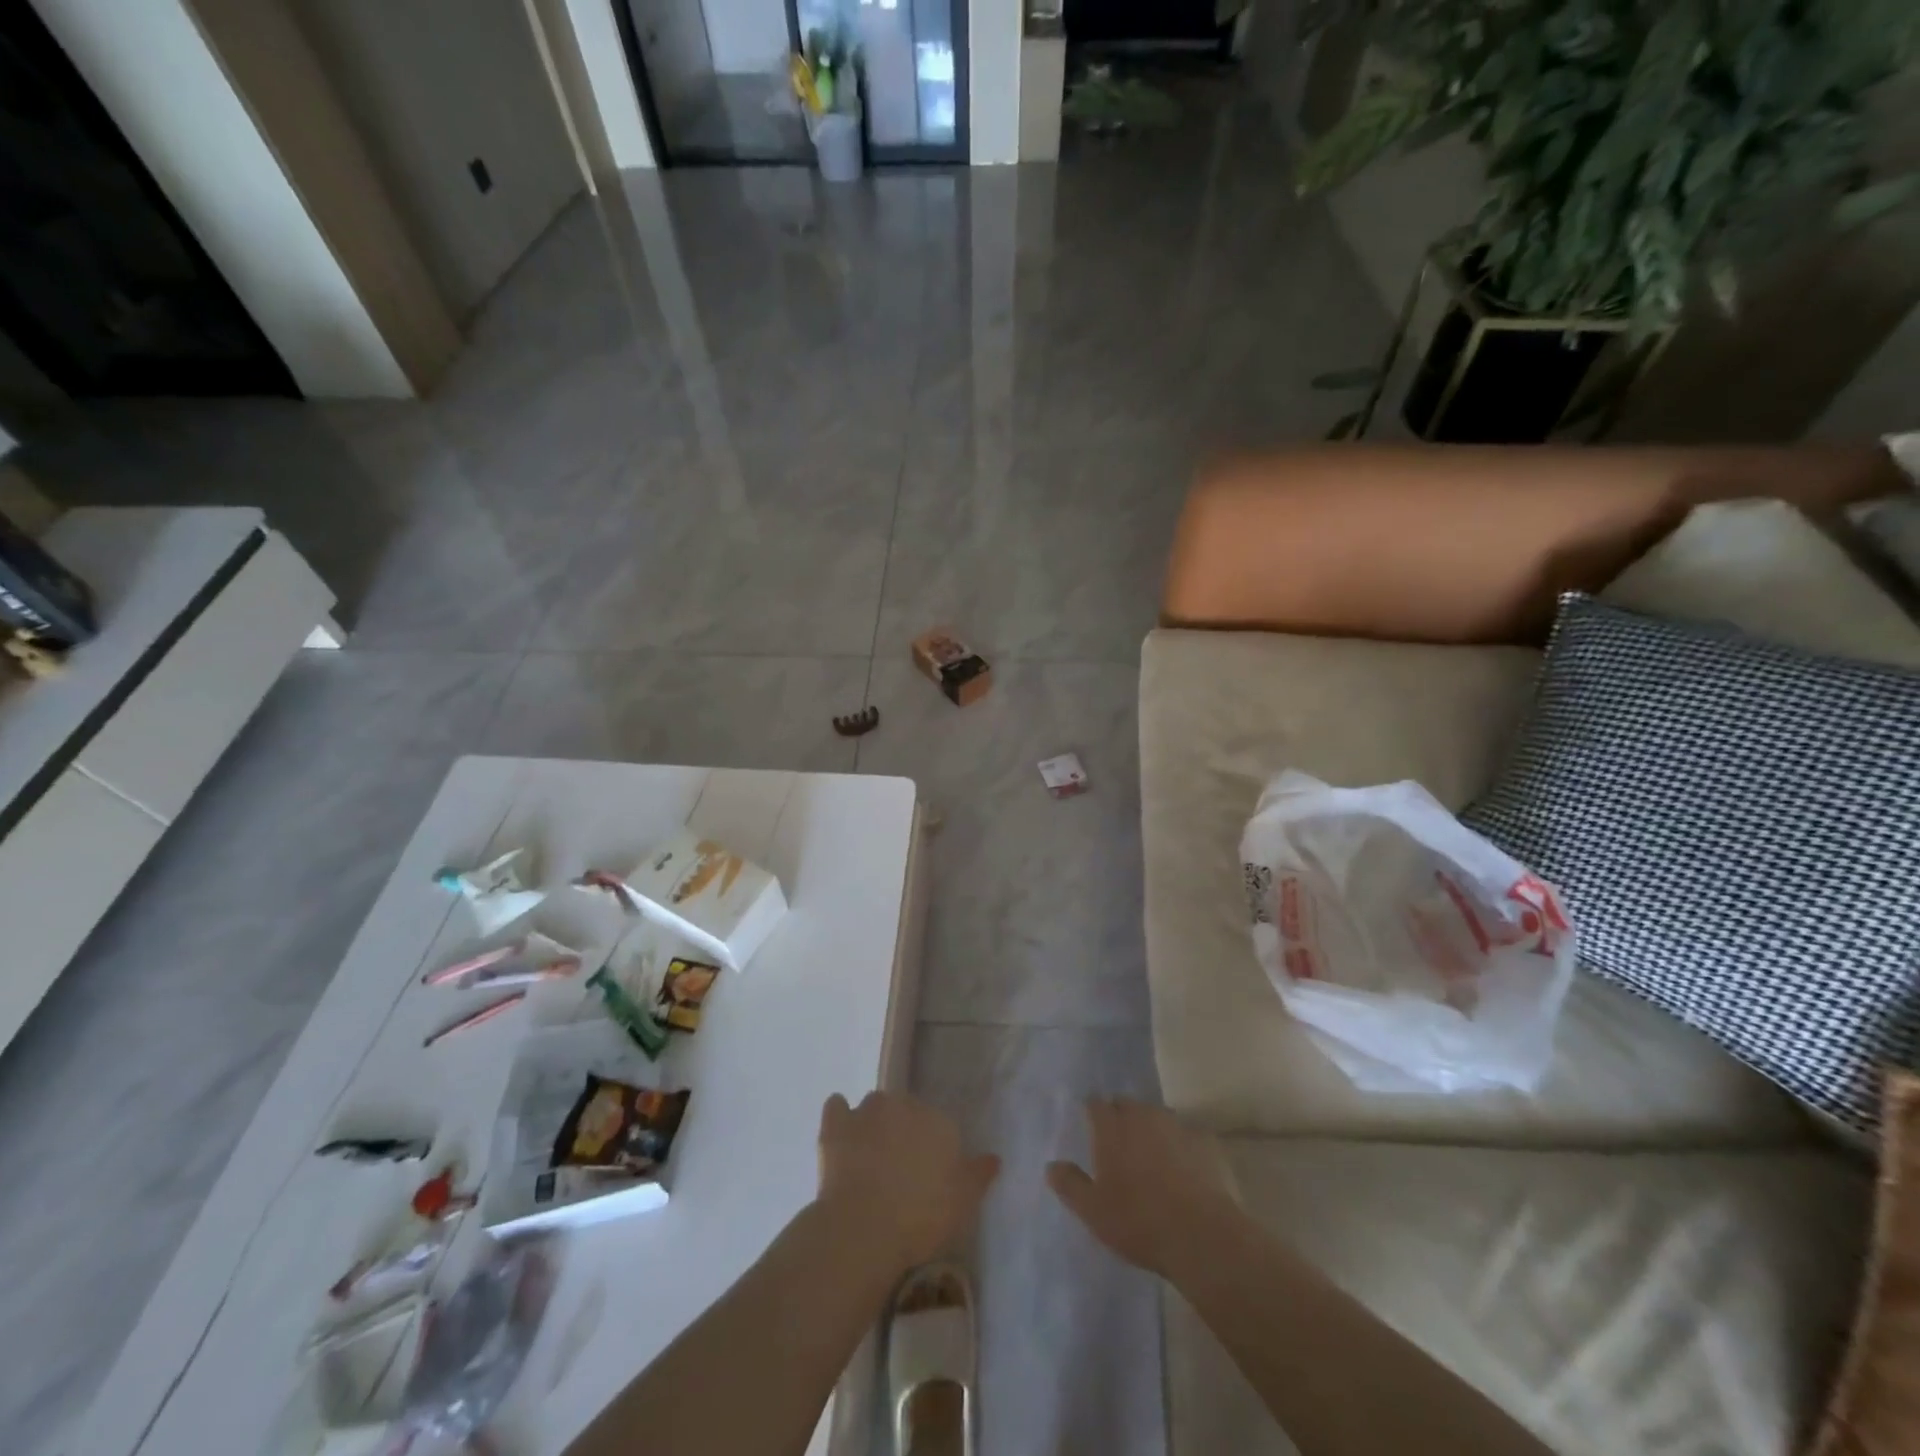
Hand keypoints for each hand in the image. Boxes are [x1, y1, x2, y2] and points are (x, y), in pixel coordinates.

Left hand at [816, 1091, 998, 1270]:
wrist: (864, 1227)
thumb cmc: (921, 1217)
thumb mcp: (964, 1203)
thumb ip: (978, 1175)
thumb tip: (994, 1157)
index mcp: (938, 1120)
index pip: (939, 1124)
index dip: (932, 1148)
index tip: (927, 1174)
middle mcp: (904, 1104)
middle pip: (905, 1110)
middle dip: (902, 1131)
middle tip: (898, 1168)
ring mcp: (866, 1111)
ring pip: (873, 1106)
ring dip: (873, 1123)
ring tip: (869, 1156)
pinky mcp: (835, 1124)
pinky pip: (837, 1106)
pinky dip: (839, 1116)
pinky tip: (841, 1136)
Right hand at [1047, 1098, 1243, 1278]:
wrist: (1202, 1236)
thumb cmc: (1139, 1221)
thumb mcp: (1093, 1211)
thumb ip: (1070, 1185)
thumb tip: (1051, 1165)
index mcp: (1112, 1127)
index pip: (1096, 1103)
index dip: (1092, 1112)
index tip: (1090, 1124)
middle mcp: (1142, 1116)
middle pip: (1127, 1104)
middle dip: (1120, 1116)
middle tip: (1117, 1142)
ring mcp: (1176, 1126)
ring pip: (1156, 1116)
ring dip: (1150, 1128)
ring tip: (1149, 1154)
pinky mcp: (1204, 1142)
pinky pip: (1185, 1135)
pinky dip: (1179, 1144)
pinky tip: (1182, 1166)